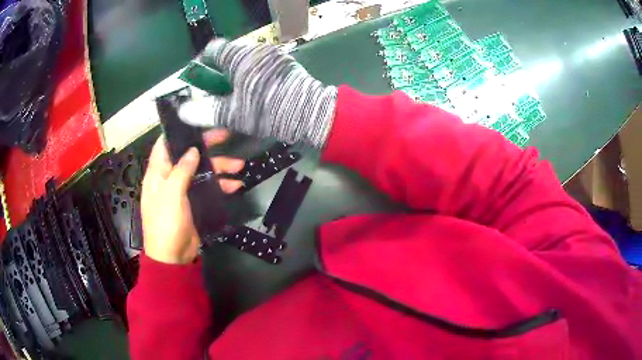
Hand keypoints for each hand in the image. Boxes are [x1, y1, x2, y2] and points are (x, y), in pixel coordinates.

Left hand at [141, 130, 243, 263]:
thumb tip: (192, 150)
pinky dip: (221, 185)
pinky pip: (208, 188)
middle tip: (227, 135)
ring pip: (202, 171)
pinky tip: (236, 185)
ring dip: (220, 167)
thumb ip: (181, 171)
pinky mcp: (194, 202)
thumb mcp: (171, 195)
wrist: (173, 257)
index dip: (179, 132)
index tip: (197, 122)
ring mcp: (183, 190)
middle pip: (188, 155)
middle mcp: (170, 177)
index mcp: (158, 173)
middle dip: (207, 146)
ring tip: (240, 165)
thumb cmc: (165, 224)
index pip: (165, 144)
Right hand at [183, 39, 337, 147]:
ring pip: (246, 61)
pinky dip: (253, 76)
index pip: (213, 50)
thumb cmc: (268, 111)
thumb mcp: (233, 114)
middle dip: (220, 73)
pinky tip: (257, 93)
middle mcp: (256, 50)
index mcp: (240, 57)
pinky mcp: (285, 63)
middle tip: (218, 93)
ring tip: (238, 96)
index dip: (202, 63)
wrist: (310, 113)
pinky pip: (262, 65)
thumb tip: (183, 111)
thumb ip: (206, 111)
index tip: (200, 79)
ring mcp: (273, 55)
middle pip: (229, 56)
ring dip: (237, 75)